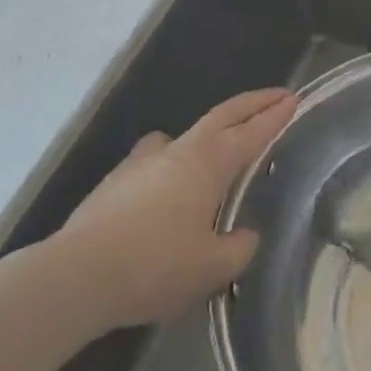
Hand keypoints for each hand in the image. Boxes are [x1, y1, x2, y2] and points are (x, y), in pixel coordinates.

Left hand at [45, 88, 295, 334]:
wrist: (76, 275)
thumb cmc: (154, 266)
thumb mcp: (210, 268)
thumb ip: (238, 249)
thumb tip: (246, 236)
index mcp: (209, 162)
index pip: (252, 131)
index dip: (276, 115)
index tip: (294, 99)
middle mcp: (180, 150)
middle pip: (223, 115)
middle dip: (253, 103)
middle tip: (276, 95)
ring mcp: (144, 160)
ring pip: (185, 135)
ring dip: (209, 131)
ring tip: (215, 149)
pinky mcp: (116, 180)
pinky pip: (154, 159)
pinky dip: (171, 161)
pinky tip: (165, 186)